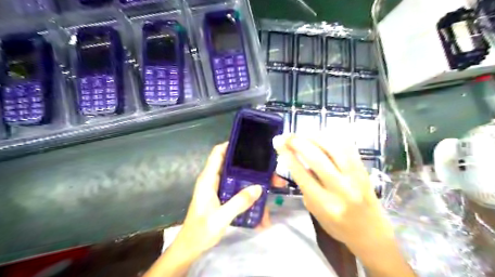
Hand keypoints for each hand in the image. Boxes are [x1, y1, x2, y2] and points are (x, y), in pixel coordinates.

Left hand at [176, 144, 264, 256]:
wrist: (191, 247)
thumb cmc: (201, 231)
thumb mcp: (221, 217)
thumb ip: (239, 202)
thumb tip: (258, 187)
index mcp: (208, 179)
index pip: (218, 153)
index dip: (230, 145)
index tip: (248, 143)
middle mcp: (213, 180)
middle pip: (232, 164)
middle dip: (249, 165)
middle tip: (267, 167)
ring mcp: (218, 188)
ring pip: (237, 177)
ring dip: (251, 179)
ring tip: (269, 182)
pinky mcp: (222, 197)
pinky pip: (237, 188)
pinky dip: (248, 190)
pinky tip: (260, 198)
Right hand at [273, 134, 411, 276]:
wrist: (370, 232)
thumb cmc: (337, 225)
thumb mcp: (314, 211)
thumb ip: (306, 186)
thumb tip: (297, 159)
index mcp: (324, 204)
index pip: (301, 174)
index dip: (288, 155)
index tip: (278, 142)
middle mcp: (341, 189)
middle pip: (317, 158)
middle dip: (299, 142)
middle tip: (288, 136)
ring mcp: (355, 177)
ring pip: (334, 148)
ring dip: (315, 137)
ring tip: (303, 134)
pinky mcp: (364, 170)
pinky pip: (348, 147)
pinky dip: (332, 138)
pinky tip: (321, 136)